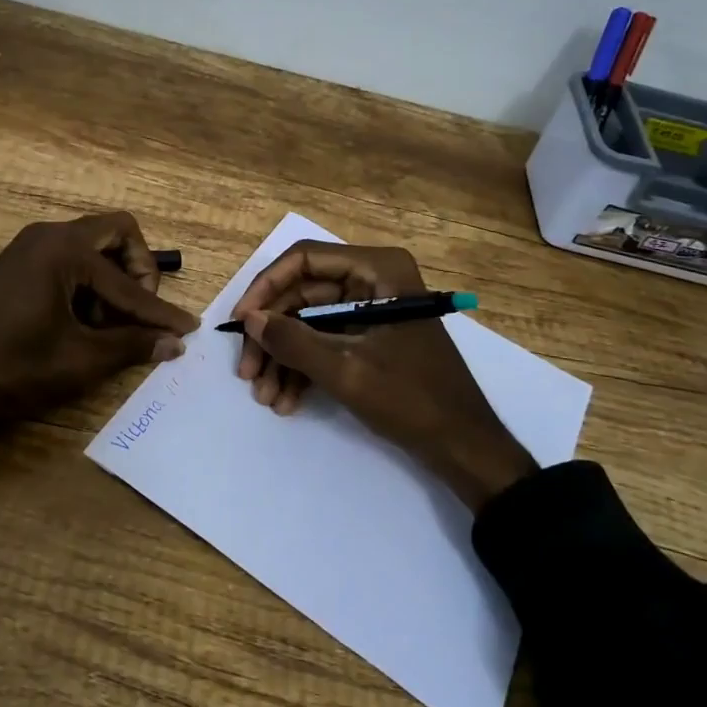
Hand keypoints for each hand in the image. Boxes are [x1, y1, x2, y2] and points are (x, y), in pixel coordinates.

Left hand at [0, 212, 197, 440]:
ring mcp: (31, 246)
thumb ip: (130, 346)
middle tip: (140, 313)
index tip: (187, 330)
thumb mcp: (77, 360)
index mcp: (66, 250)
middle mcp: (51, 235)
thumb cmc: (8, 366)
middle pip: (117, 234)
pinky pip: (69, 260)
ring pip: (92, 247)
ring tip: (108, 327)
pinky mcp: (19, 264)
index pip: (129, 283)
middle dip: (139, 272)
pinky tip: (81, 324)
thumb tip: (175, 343)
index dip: (160, 312)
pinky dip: (87, 284)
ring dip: (111, 280)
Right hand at [231, 241, 535, 512]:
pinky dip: (303, 367)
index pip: (304, 260)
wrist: (465, 446)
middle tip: (248, 373)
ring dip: (284, 357)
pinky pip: (324, 340)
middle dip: (273, 335)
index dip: (266, 288)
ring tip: (266, 397)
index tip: (241, 323)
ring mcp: (371, 308)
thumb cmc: (412, 400)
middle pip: (302, 293)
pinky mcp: (369, 335)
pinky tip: (286, 400)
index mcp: (378, 269)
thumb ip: (294, 341)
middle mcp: (373, 279)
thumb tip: (250, 320)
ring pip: (308, 320)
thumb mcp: (346, 371)